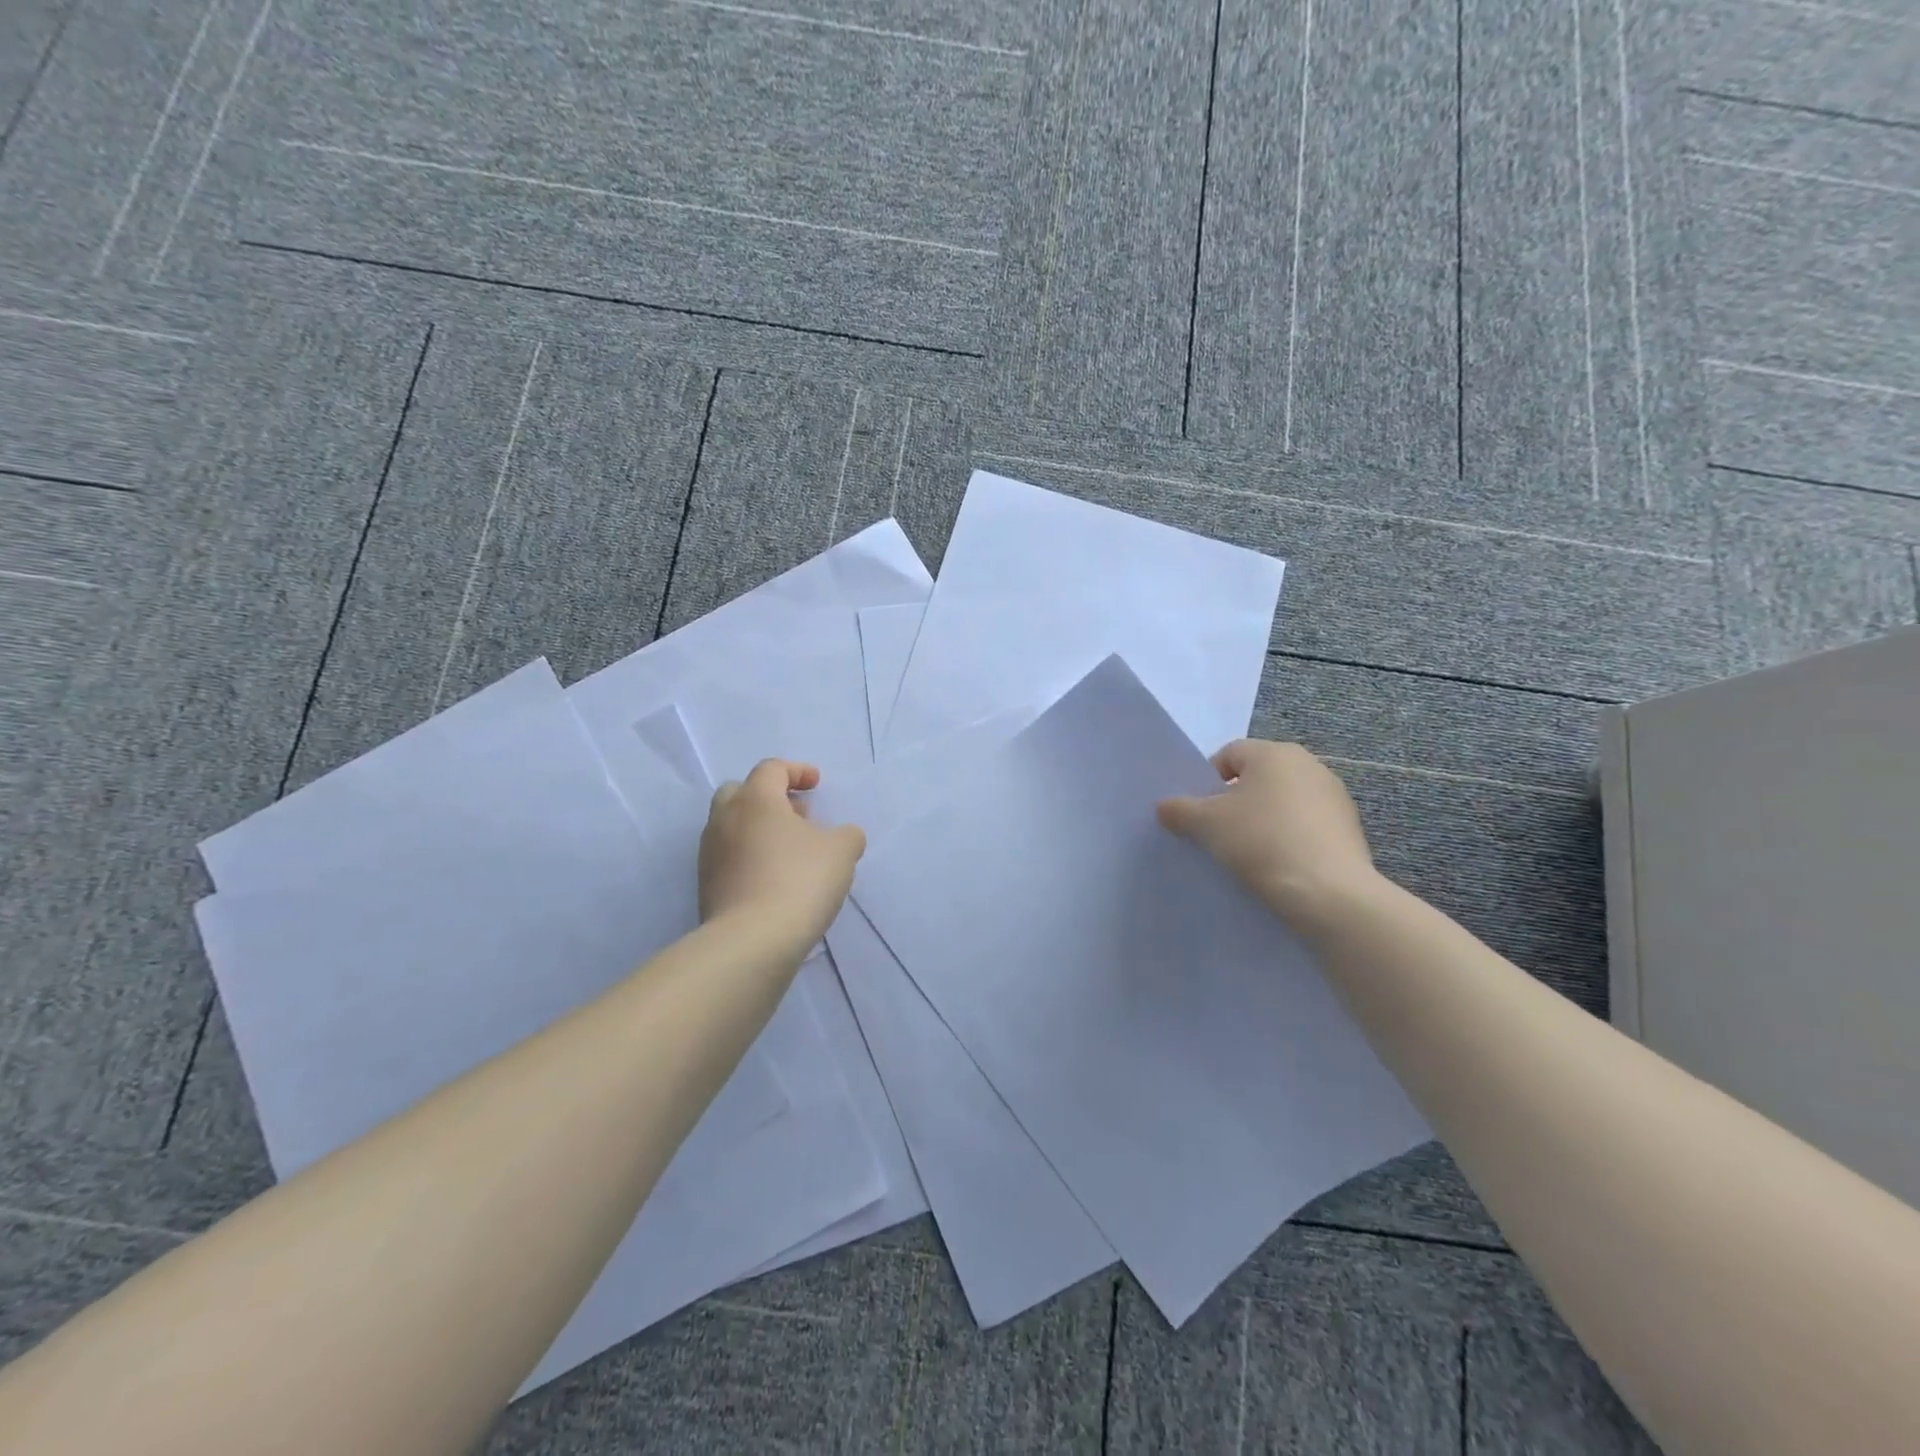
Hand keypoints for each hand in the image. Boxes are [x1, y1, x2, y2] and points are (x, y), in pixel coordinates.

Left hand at [699, 760, 866, 948]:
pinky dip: (750, 856)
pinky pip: (729, 857)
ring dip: (758, 828)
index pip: (772, 769)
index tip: (816, 783)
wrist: (751, 942)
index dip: (797, 771)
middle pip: (740, 792)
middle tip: (797, 813)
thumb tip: (842, 836)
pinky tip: (775, 877)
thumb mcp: (841, 852)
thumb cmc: (799, 881)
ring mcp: (710, 853)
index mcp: (755, 799)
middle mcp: (725, 819)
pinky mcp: (706, 885)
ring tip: (790, 849)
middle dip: (769, 796)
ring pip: (731, 826)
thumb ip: (846, 835)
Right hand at [1157, 740, 1382, 929]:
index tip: (1199, 814)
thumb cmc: (1261, 842)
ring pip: (1283, 803)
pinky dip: (1289, 840)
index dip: (1206, 782)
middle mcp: (1309, 765)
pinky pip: (1306, 827)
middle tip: (1219, 833)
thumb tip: (1166, 807)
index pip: (1228, 754)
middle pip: (1257, 777)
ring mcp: (1335, 797)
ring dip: (1264, 821)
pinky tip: (1279, 867)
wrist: (1328, 894)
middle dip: (1236, 802)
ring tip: (1249, 854)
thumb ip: (1179, 809)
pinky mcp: (1350, 830)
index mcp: (1274, 753)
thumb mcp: (1206, 824)